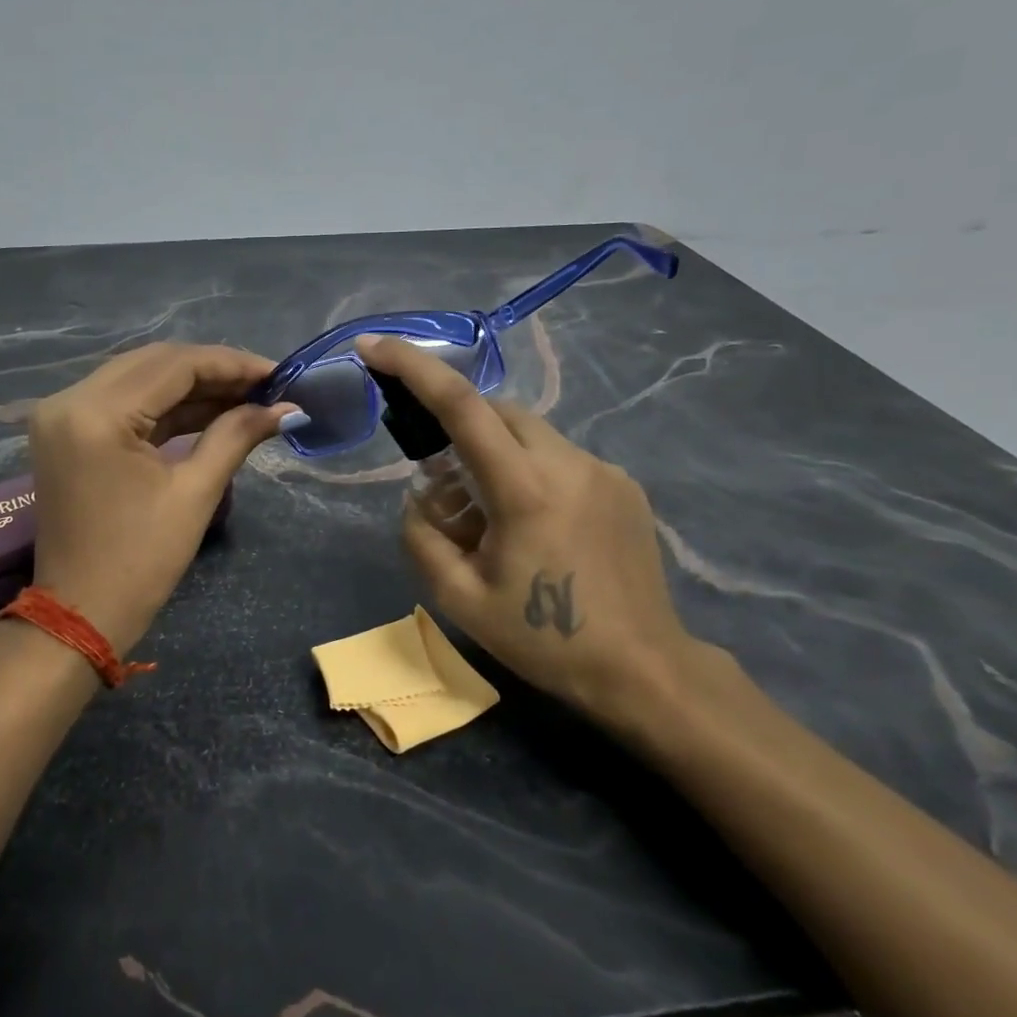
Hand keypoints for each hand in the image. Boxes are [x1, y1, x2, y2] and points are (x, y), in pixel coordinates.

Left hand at [26, 342, 297, 652]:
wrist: (79, 616)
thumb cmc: (139, 562)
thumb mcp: (194, 494)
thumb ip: (236, 436)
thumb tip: (285, 407)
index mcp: (95, 414)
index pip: (173, 365)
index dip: (231, 364)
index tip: (278, 373)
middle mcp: (70, 399)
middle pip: (154, 363)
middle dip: (214, 370)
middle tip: (266, 384)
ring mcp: (63, 415)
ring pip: (139, 378)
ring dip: (192, 386)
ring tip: (247, 396)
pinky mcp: (68, 432)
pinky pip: (124, 403)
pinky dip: (166, 406)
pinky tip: (211, 410)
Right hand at [355, 335, 708, 730]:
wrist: (644, 670)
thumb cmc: (545, 640)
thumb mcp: (460, 599)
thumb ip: (421, 536)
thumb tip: (420, 498)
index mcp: (525, 489)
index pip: (461, 405)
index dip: (412, 366)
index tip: (372, 346)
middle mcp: (568, 463)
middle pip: (497, 410)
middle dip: (458, 426)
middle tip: (444, 484)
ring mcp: (603, 470)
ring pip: (530, 432)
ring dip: (495, 453)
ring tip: (490, 516)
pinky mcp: (624, 485)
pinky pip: (560, 457)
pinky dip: (530, 470)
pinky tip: (535, 525)